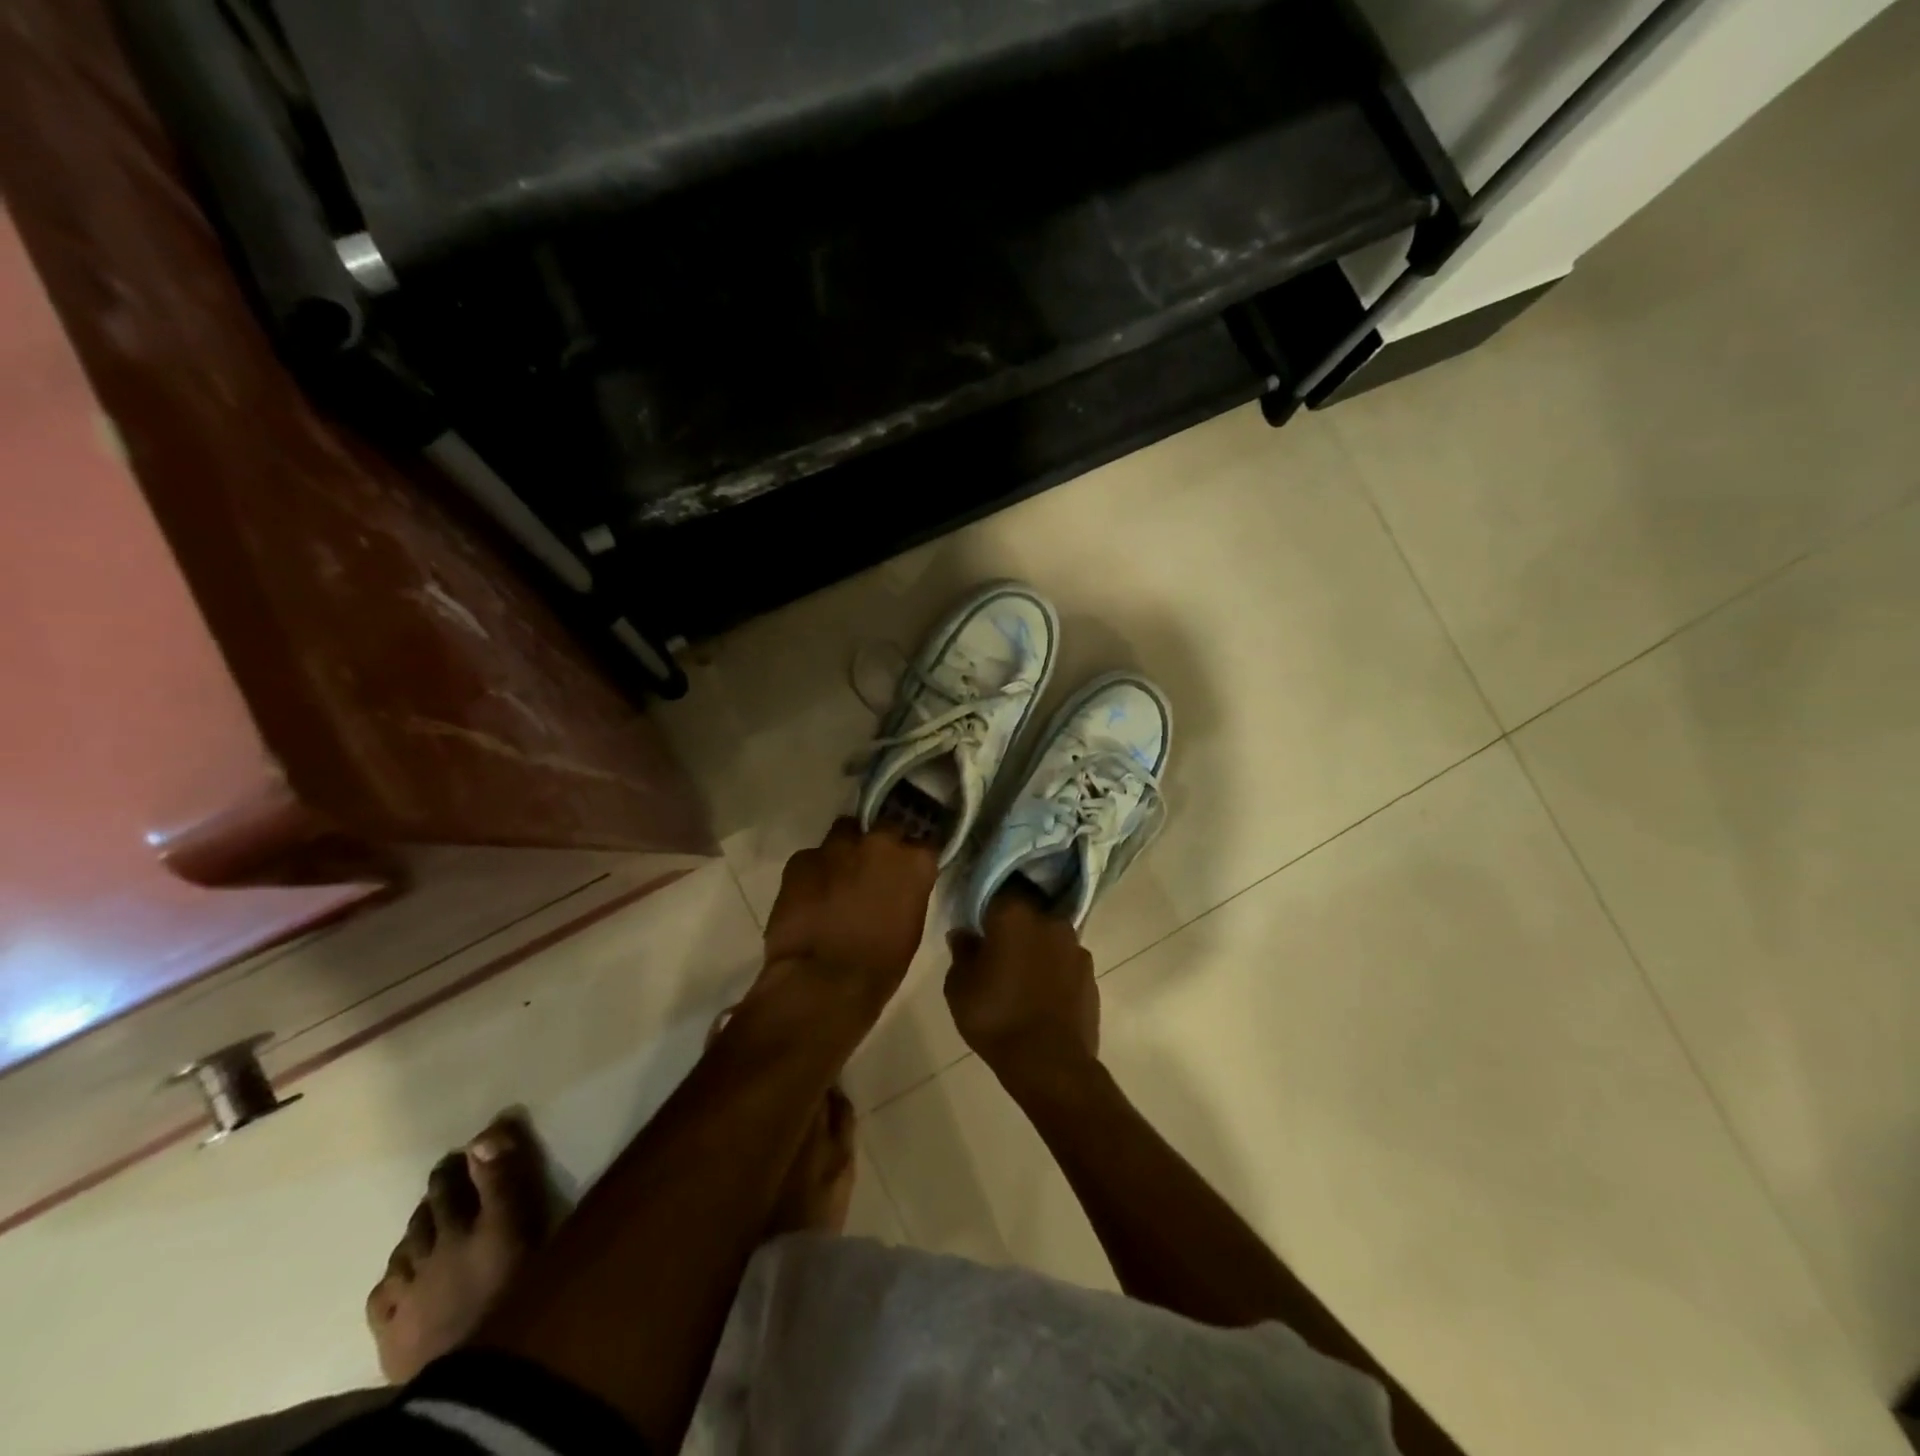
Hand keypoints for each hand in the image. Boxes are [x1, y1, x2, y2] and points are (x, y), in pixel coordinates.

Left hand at [760, 818, 938, 1016]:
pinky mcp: (801, 859)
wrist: (822, 982)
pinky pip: (811, 858)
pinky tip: (808, 897)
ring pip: (844, 834)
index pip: (924, 843)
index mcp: (914, 862)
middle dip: (880, 845)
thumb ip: (908, 892)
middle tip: (872, 870)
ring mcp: (837, 847)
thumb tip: (898, 886)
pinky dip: (813, 872)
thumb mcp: (911, 927)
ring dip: (844, 852)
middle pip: (885, 828)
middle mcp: (879, 843)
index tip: (908, 867)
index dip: (913, 855)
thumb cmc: (879, 966)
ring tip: (837, 879)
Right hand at [945, 892, 1098, 1075]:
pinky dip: (1054, 971)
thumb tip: (965, 934)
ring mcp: (1075, 946)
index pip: (997, 891)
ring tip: (1021, 975)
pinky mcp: (1091, 973)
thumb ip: (961, 952)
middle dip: (1013, 926)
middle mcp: (1049, 919)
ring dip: (1036, 948)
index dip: (985, 906)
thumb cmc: (996, 1018)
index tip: (977, 922)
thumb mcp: (959, 987)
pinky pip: (1065, 962)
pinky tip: (1042, 993)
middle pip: (1027, 912)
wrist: (1050, 1064)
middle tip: (997, 949)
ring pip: (1048, 937)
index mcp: (1014, 913)